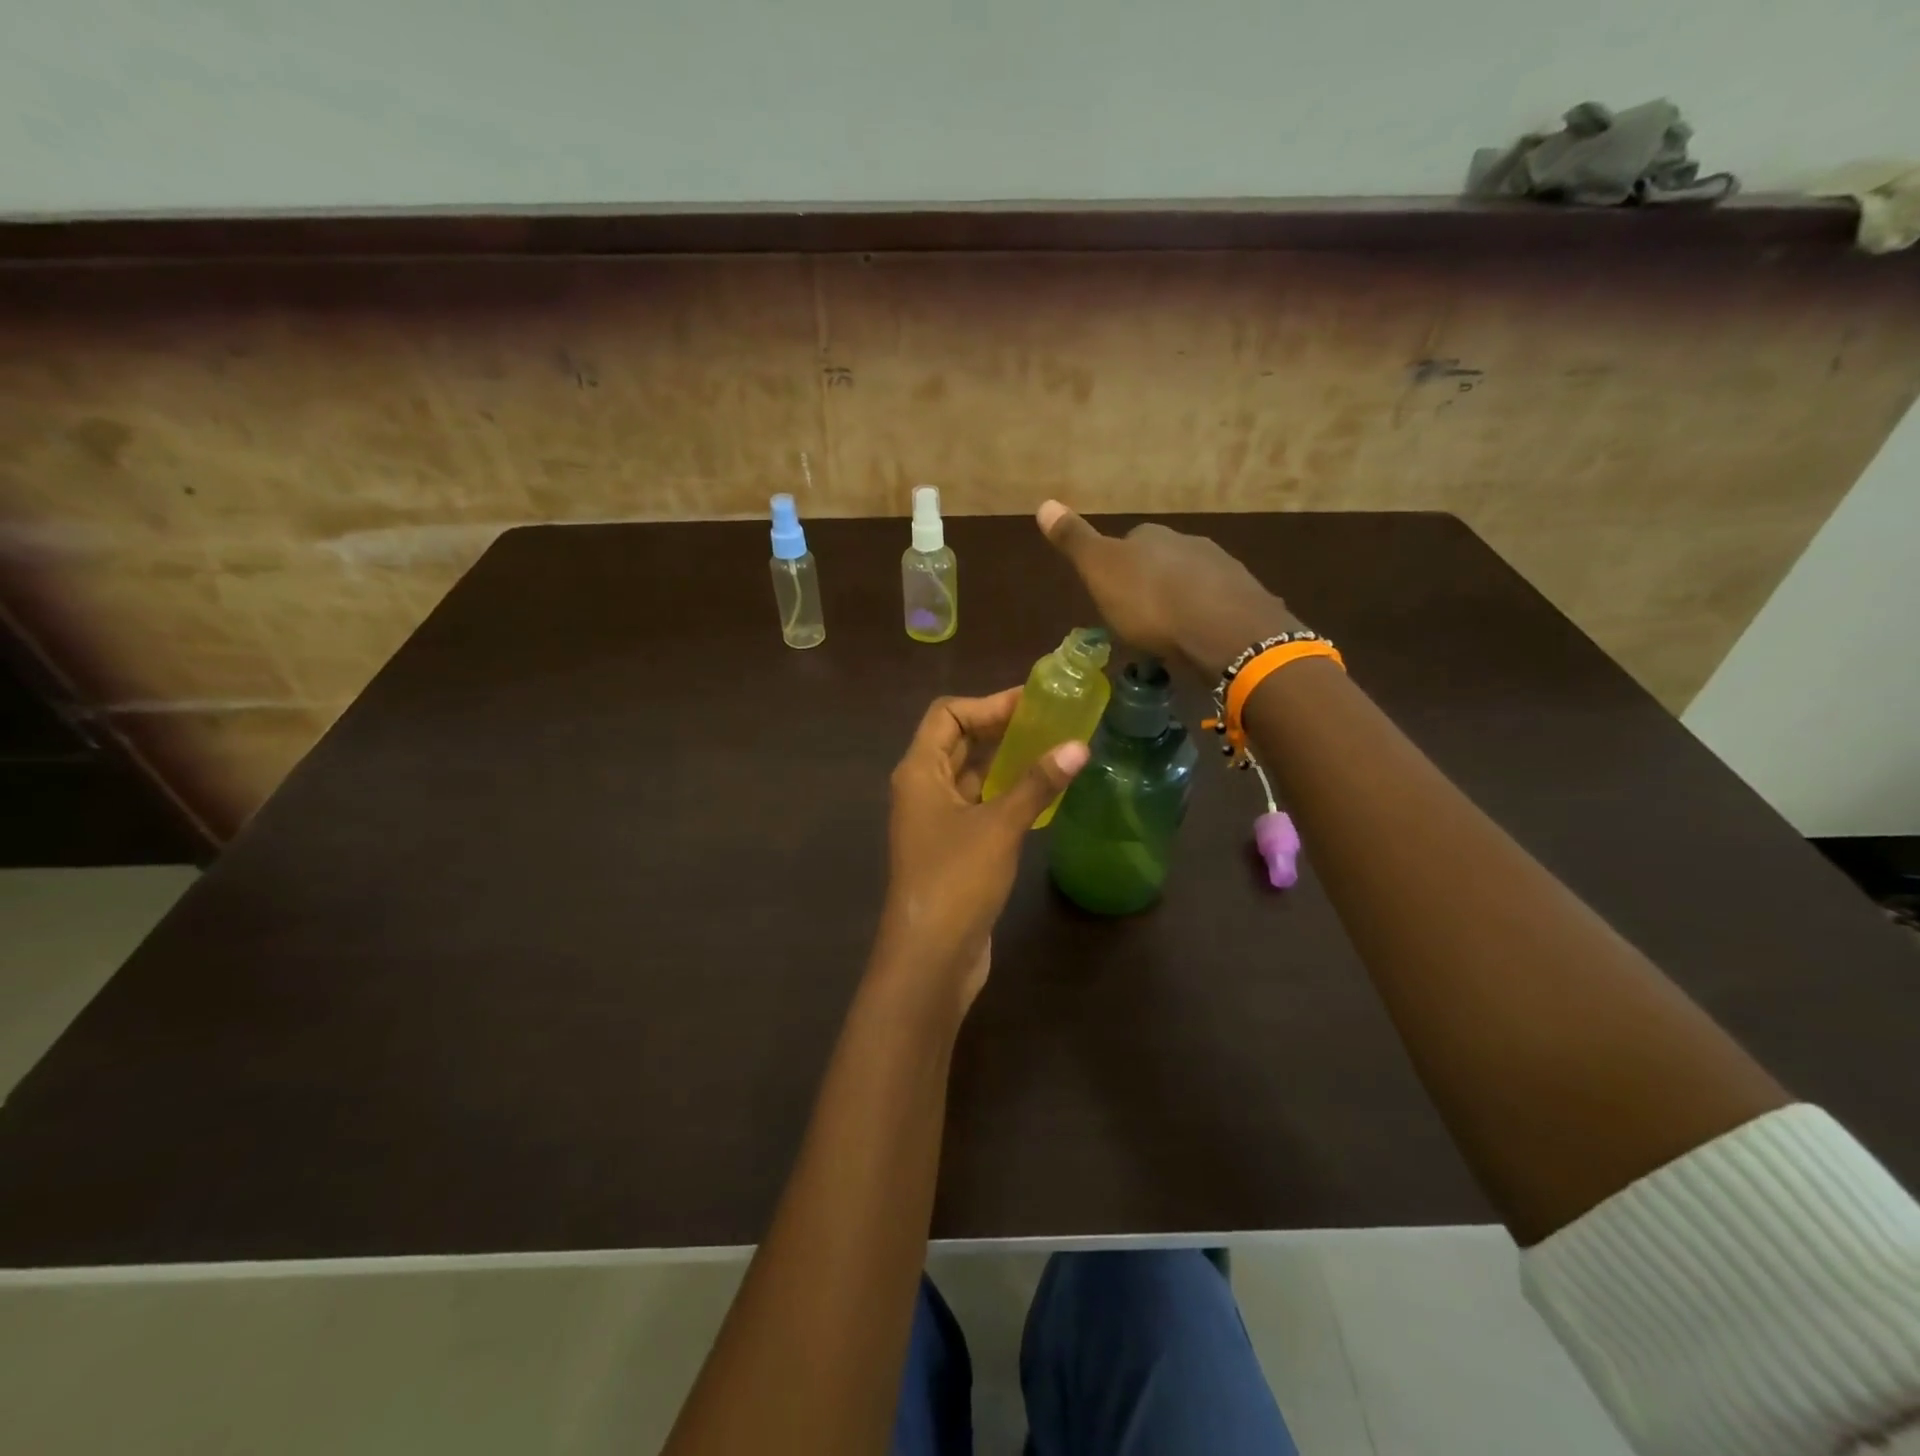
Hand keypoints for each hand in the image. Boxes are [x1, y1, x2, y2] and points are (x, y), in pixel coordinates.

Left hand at [876, 690, 1088, 1010]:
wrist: (931, 957)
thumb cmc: (957, 880)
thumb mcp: (1000, 826)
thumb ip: (1037, 783)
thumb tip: (1079, 746)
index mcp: (919, 771)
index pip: (947, 714)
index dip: (987, 703)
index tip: (1032, 704)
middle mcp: (921, 789)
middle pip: (957, 741)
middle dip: (999, 727)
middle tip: (1050, 722)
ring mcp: (935, 820)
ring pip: (970, 774)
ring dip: (1004, 760)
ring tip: (1052, 750)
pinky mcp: (952, 848)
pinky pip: (977, 805)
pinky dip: (1004, 792)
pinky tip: (1040, 794)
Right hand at [1037, 500, 1297, 677]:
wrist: (1222, 631)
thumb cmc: (1151, 603)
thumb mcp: (1100, 571)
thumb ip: (1075, 540)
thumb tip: (1043, 502)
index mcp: (1152, 536)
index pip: (1130, 541)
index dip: (1118, 566)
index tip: (1110, 593)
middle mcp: (1190, 543)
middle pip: (1163, 561)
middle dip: (1151, 584)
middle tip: (1138, 618)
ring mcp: (1224, 570)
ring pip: (1193, 583)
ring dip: (1180, 601)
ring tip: (1168, 633)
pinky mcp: (1246, 601)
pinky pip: (1217, 607)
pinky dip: (1205, 619)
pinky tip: (1199, 640)